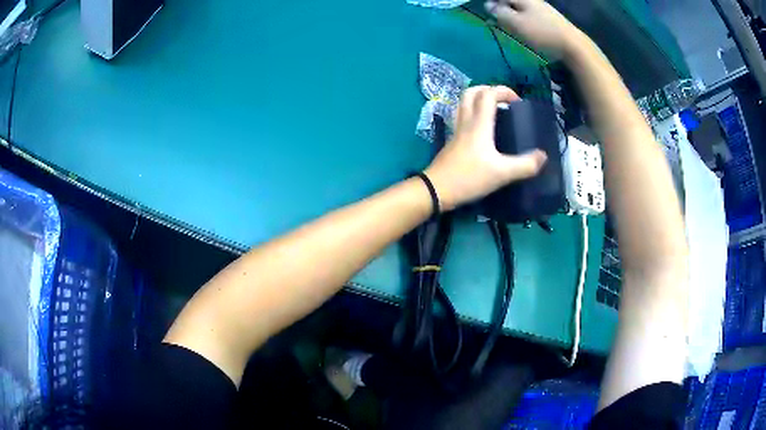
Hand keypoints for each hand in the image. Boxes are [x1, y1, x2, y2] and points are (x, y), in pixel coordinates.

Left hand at [424, 86, 546, 210]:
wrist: (436, 189)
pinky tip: (482, 130)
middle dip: (488, 90)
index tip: (517, 102)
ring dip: (478, 100)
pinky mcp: (451, 141)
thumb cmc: (469, 178)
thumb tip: (543, 156)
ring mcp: (456, 131)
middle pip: (471, 93)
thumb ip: (525, 165)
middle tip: (503, 101)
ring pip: (463, 104)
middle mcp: (465, 122)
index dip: (504, 91)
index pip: (488, 94)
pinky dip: (472, 114)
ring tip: (494, 111)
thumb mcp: (502, 174)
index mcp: (479, 124)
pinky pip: (461, 118)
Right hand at [485, 0, 583, 59]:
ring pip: (522, 9)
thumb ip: (500, 13)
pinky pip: (531, 17)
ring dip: (512, 16)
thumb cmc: (542, 33)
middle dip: (502, 8)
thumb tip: (488, 5)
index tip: (486, 12)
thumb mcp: (516, 23)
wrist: (573, 46)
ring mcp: (544, 10)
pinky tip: (524, 31)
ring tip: (508, 27)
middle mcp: (533, 1)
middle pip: (513, 2)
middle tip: (494, 20)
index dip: (492, 3)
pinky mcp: (551, 21)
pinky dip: (523, 21)